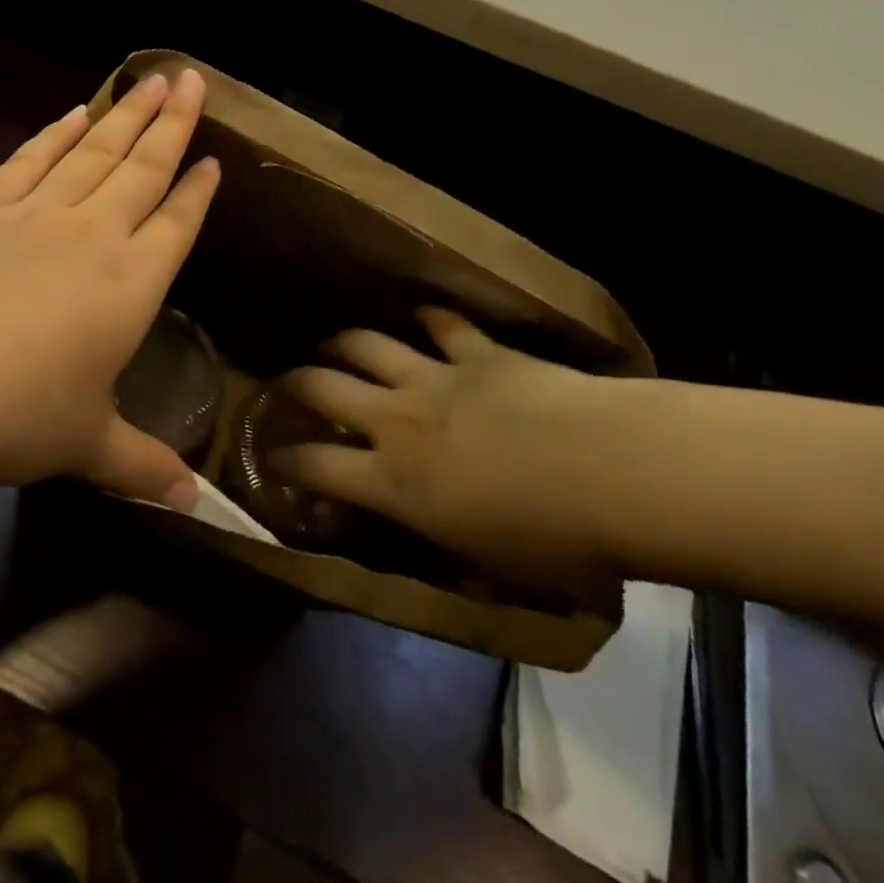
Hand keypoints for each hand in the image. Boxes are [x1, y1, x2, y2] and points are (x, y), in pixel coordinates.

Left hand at [0, 70, 219, 524]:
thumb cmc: (7, 417)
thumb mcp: (83, 446)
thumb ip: (141, 465)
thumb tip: (193, 506)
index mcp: (129, 284)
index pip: (177, 224)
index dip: (199, 191)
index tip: (216, 158)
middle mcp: (90, 234)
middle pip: (142, 167)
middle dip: (172, 122)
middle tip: (190, 77)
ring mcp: (32, 215)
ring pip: (92, 151)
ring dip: (123, 114)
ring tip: (146, 79)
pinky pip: (29, 160)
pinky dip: (53, 134)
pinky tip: (71, 114)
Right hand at [273, 309, 644, 599]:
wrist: (610, 473)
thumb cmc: (555, 543)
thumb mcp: (491, 567)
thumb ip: (449, 548)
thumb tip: (437, 547)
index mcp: (395, 482)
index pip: (317, 468)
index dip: (287, 461)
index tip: (274, 455)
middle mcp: (398, 421)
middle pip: (324, 389)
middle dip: (296, 384)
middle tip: (288, 383)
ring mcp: (435, 378)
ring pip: (366, 345)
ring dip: (343, 342)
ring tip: (334, 343)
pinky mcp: (477, 352)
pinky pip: (442, 324)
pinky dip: (428, 318)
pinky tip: (423, 315)